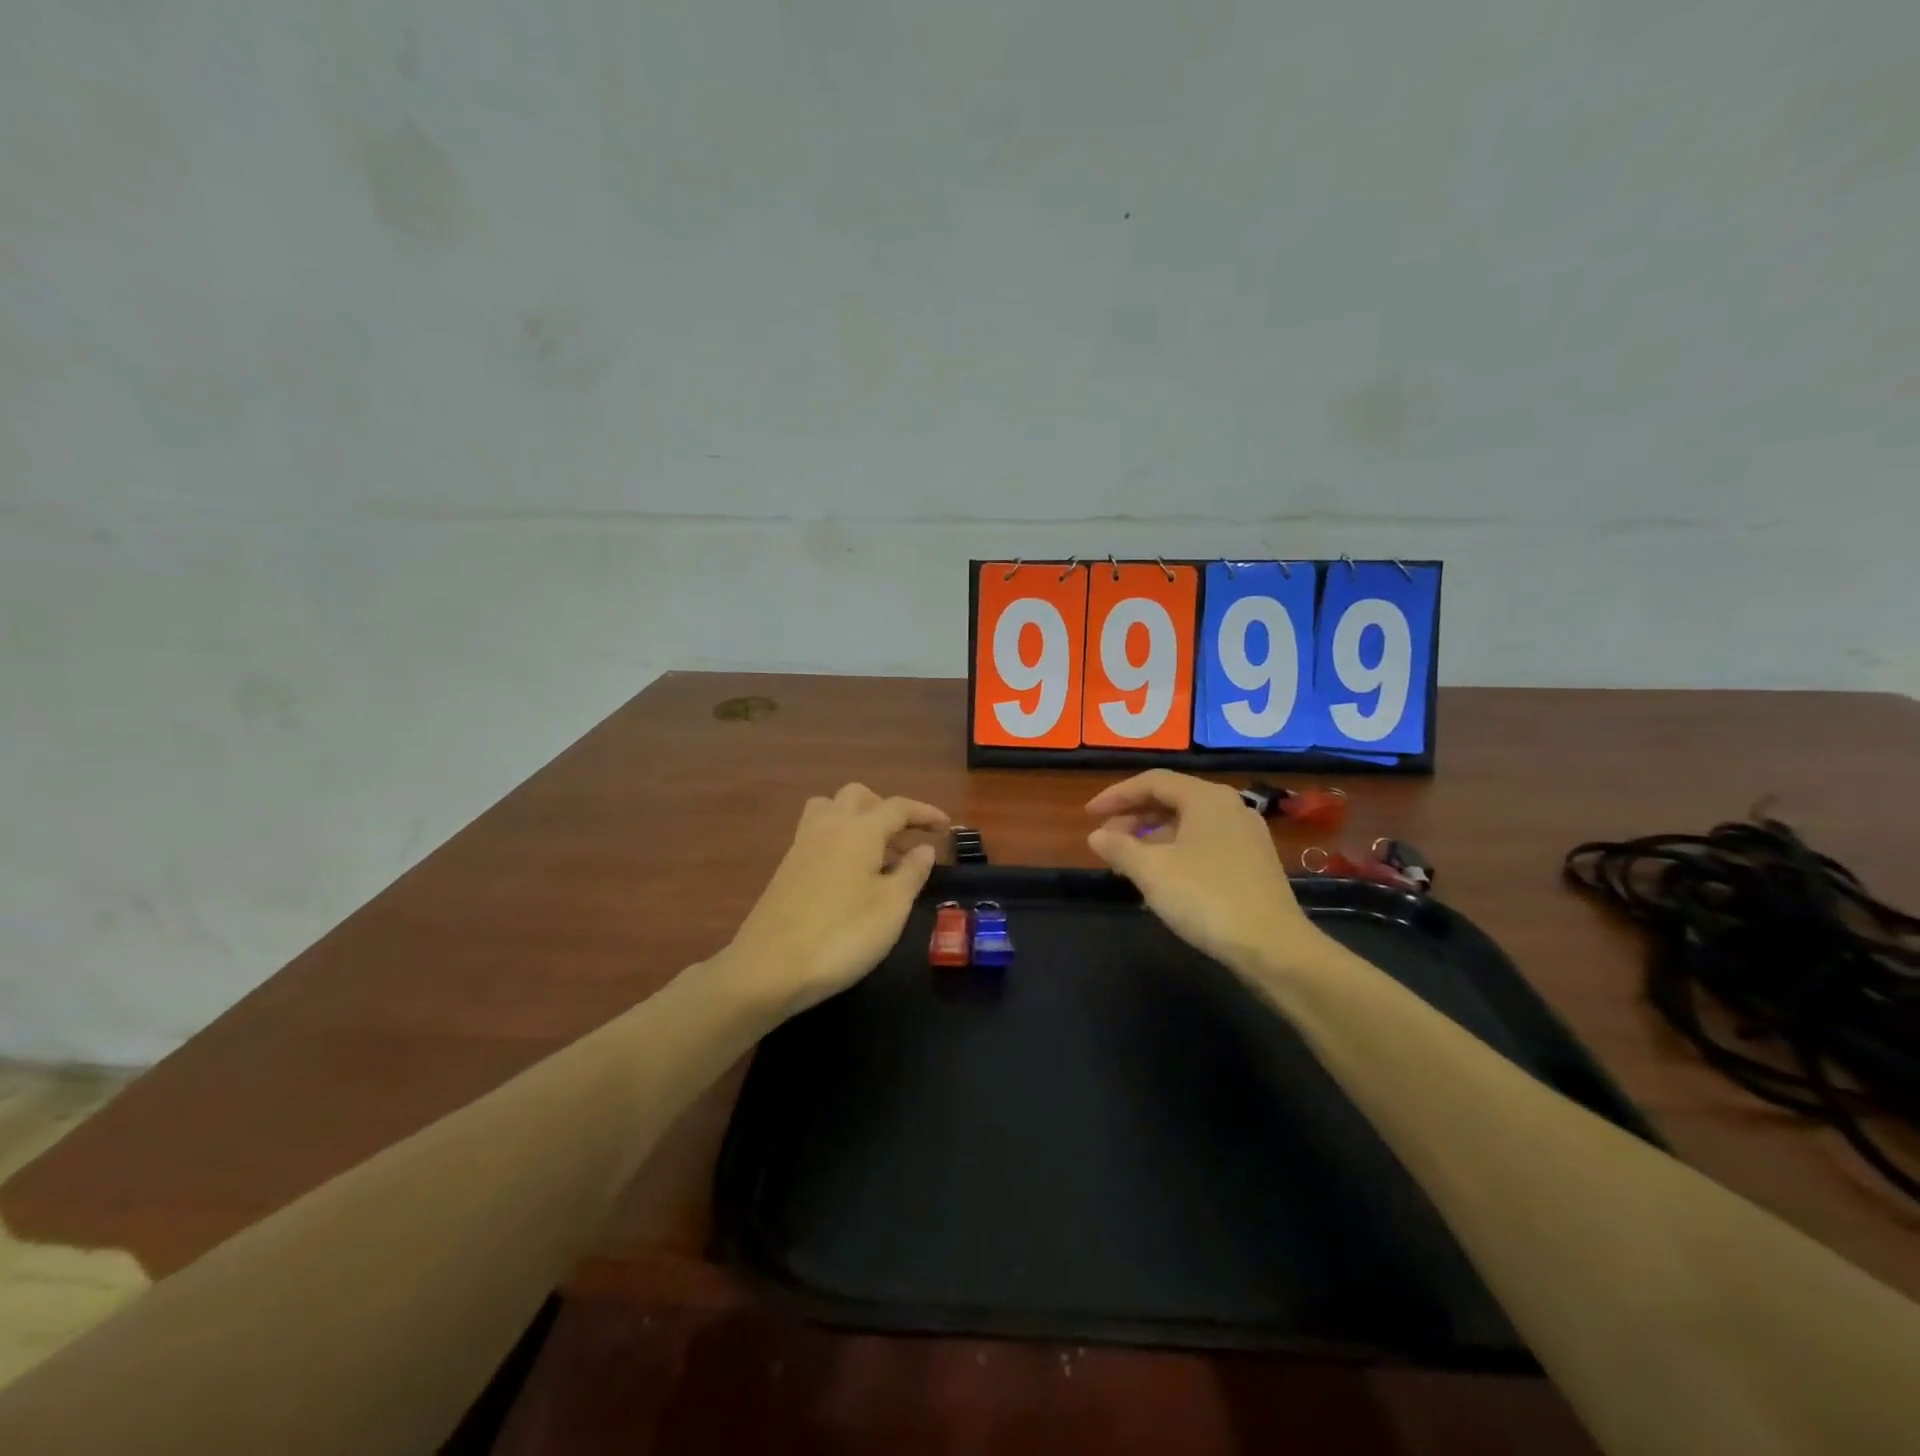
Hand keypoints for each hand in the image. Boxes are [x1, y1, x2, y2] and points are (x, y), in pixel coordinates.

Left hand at [718, 783, 948, 1018]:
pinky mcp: (786, 867)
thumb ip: (912, 873)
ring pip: (830, 808)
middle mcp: (828, 827)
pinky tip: (849, 872)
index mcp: (859, 830)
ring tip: (876, 850)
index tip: (945, 826)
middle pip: (858, 796)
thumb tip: (924, 849)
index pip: (897, 807)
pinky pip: (816, 832)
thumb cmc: (842, 936)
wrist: (769, 969)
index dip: (924, 812)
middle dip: (886, 808)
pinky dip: (838, 837)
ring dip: (857, 817)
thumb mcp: (891, 907)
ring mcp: (802, 845)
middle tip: (906, 837)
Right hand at [1085, 770, 1324, 979]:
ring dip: (1153, 837)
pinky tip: (1162, 879)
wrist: (1274, 948)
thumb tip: (1097, 835)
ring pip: (1188, 824)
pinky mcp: (1254, 863)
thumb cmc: (1207, 898)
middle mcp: (1230, 807)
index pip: (1152, 782)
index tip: (1088, 815)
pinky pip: (1205, 844)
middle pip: (1172, 800)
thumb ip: (1119, 847)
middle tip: (1106, 840)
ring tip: (1128, 862)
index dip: (1115, 795)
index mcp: (1206, 798)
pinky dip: (1176, 852)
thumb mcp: (1152, 871)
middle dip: (1133, 817)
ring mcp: (1246, 835)